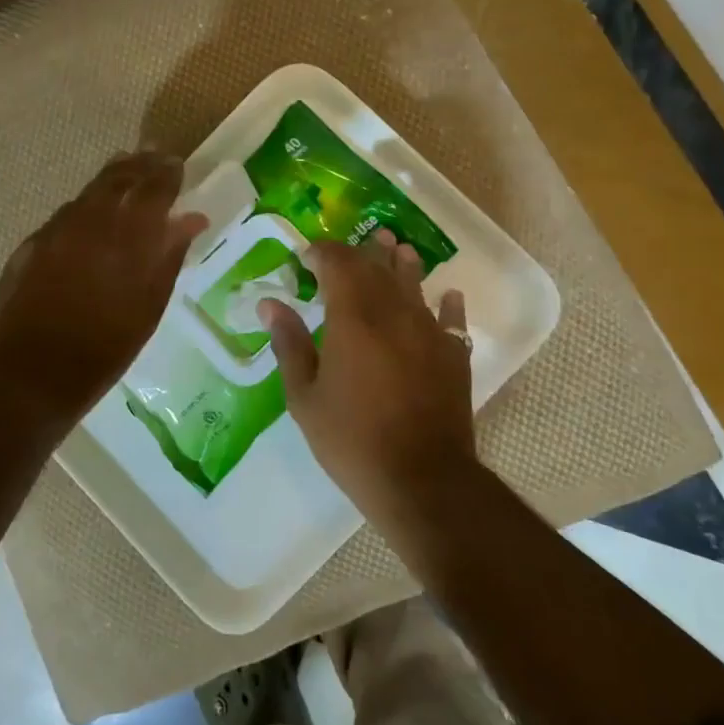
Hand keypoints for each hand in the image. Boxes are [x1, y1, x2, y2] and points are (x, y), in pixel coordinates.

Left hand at [0, 152, 207, 424]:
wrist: (29, 375)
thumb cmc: (103, 350)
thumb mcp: (149, 307)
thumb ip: (169, 256)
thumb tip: (190, 219)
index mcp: (128, 235)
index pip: (155, 186)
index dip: (169, 172)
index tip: (178, 164)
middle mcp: (91, 220)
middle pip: (118, 176)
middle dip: (140, 164)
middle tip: (155, 157)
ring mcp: (56, 229)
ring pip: (89, 191)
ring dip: (112, 179)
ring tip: (128, 174)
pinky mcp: (31, 243)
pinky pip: (67, 214)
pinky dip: (86, 206)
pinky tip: (91, 217)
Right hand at [259, 231, 474, 520]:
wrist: (421, 479)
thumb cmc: (352, 439)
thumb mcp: (305, 397)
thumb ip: (289, 344)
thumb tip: (270, 303)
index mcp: (353, 318)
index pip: (338, 264)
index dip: (321, 253)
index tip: (306, 256)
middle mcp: (394, 313)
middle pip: (376, 267)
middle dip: (360, 252)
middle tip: (349, 245)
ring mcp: (428, 332)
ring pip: (415, 284)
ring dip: (403, 263)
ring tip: (396, 246)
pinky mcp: (453, 355)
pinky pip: (452, 319)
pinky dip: (448, 304)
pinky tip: (449, 296)